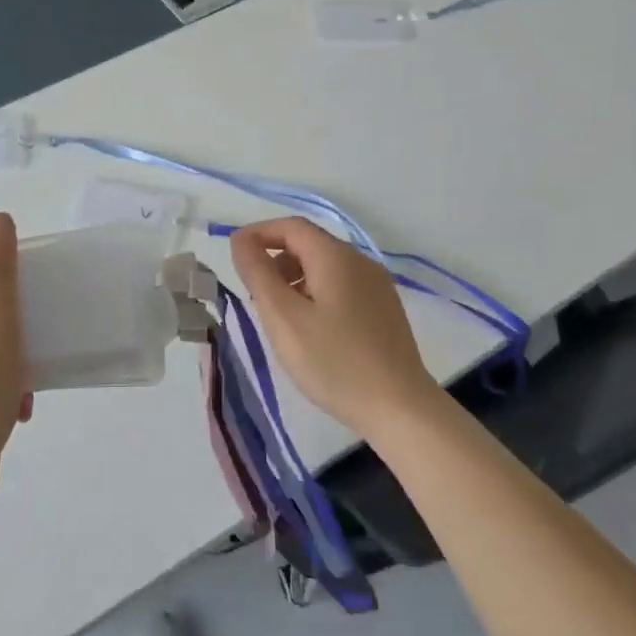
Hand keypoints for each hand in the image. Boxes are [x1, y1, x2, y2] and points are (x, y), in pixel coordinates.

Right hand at [228, 217, 440, 440]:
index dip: (259, 234)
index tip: (235, 255)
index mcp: (336, 257)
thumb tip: (241, 240)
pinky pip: (342, 287)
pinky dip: (316, 295)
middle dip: (276, 261)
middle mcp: (360, 262)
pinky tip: (311, 331)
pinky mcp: (384, 310)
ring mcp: (377, 286)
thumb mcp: (283, 317)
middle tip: (255, 297)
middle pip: (309, 245)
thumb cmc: (333, 361)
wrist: (400, 408)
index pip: (291, 226)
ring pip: (325, 268)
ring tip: (280, 318)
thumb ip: (258, 273)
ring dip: (295, 280)